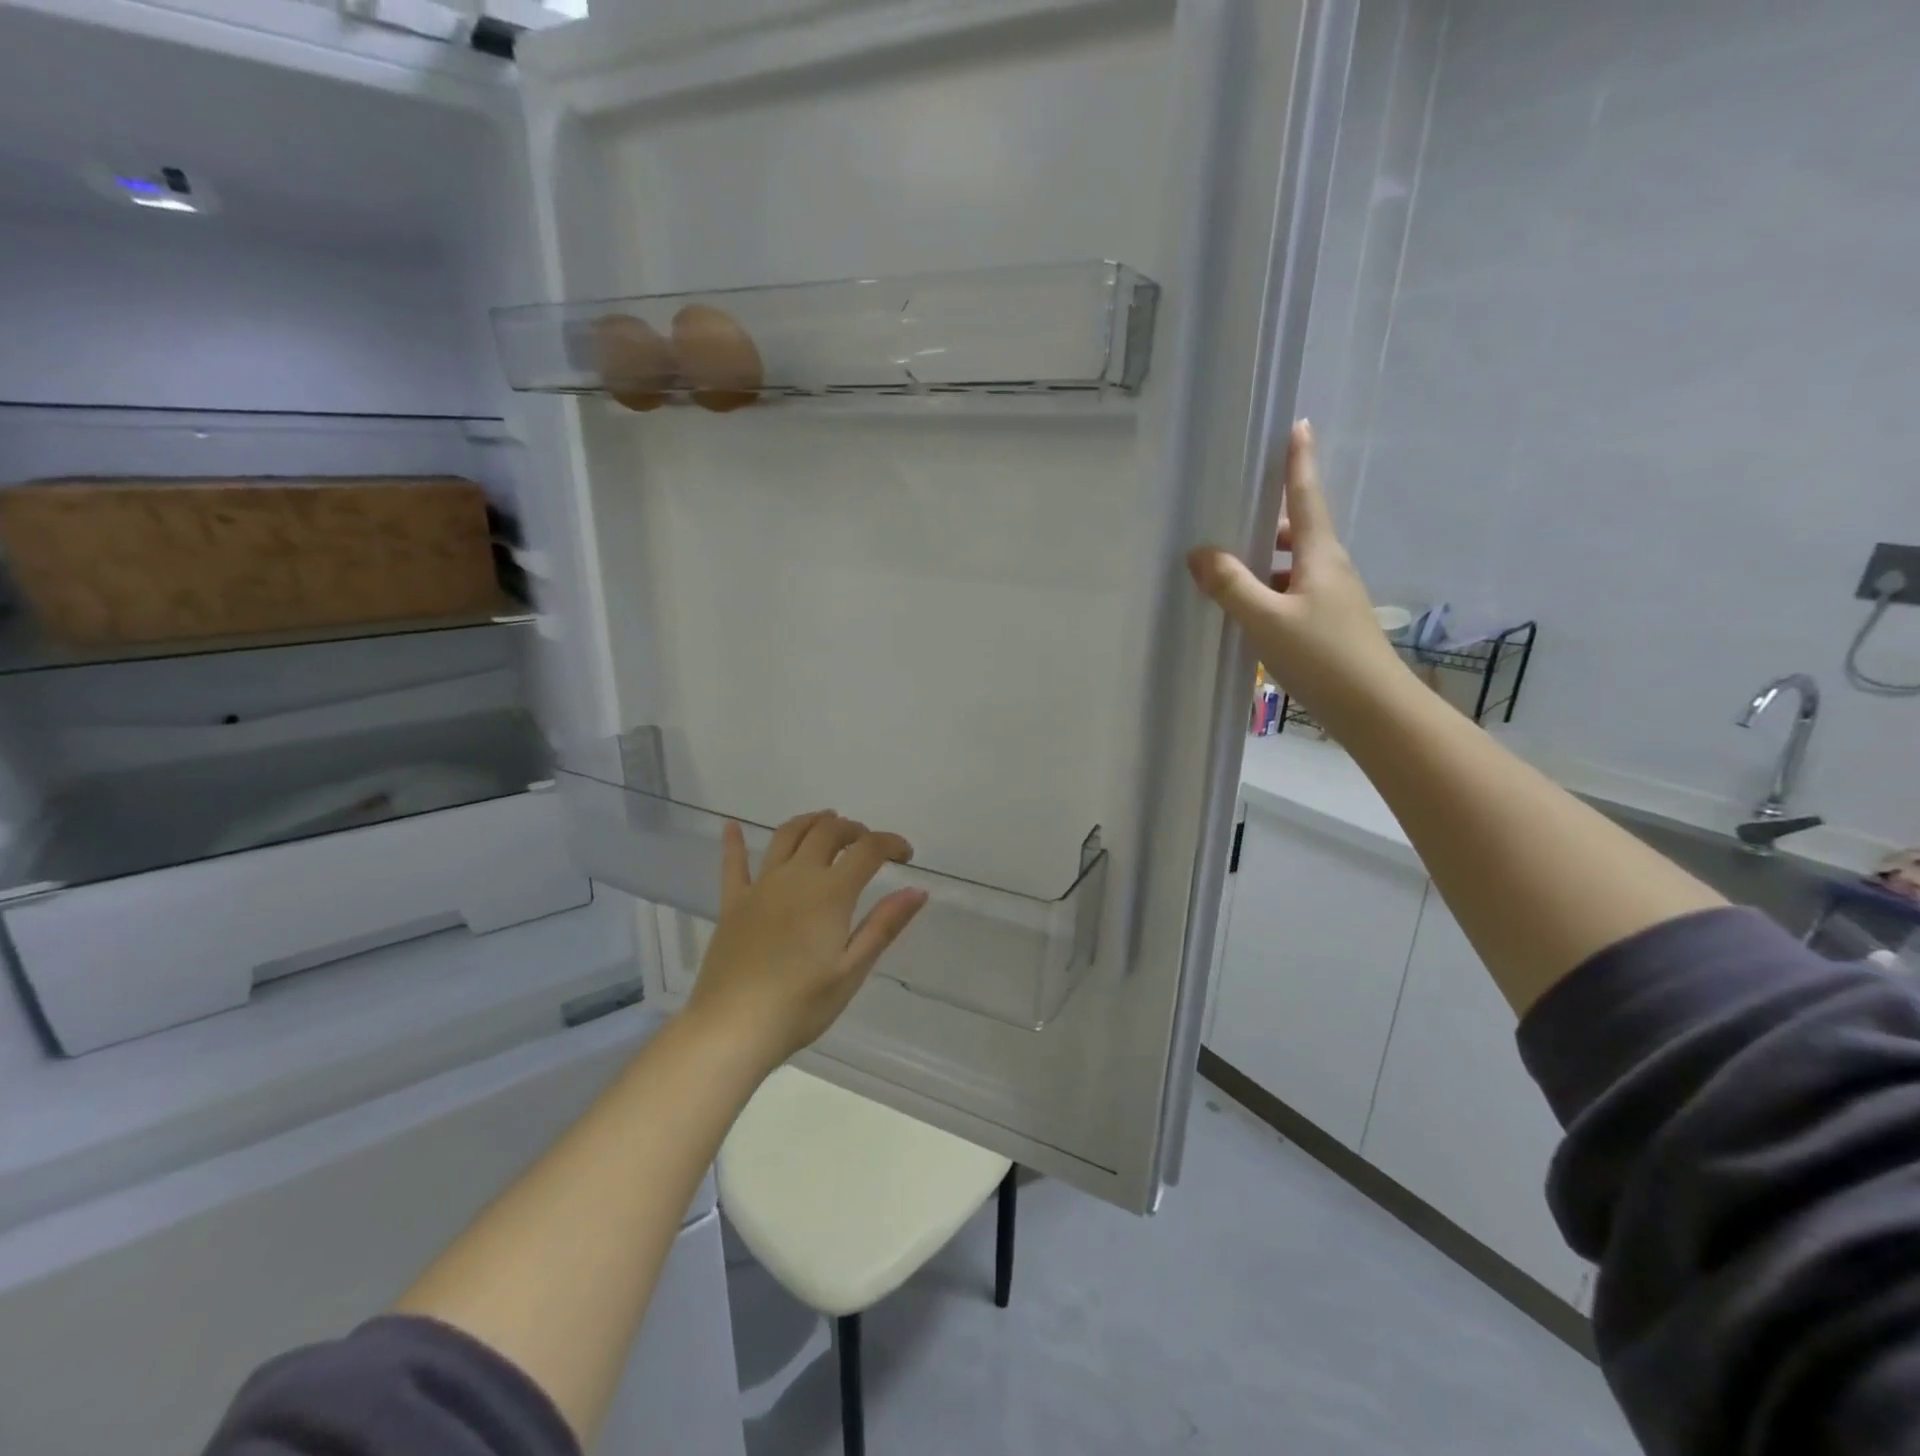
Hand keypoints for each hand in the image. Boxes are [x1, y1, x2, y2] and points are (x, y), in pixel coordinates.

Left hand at [683, 812, 928, 1066]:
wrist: (732, 1027)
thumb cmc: (800, 1005)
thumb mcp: (852, 970)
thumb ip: (884, 925)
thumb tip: (918, 890)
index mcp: (830, 893)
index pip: (867, 850)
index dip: (890, 843)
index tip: (906, 855)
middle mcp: (796, 877)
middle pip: (826, 833)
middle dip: (852, 829)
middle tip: (867, 842)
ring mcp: (760, 886)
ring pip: (786, 836)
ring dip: (809, 822)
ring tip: (824, 820)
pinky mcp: (733, 903)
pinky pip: (733, 864)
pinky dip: (734, 842)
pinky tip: (731, 825)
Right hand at [1187, 419, 1408, 732]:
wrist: (1374, 710)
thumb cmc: (1323, 656)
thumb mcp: (1267, 619)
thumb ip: (1231, 586)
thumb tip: (1200, 553)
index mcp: (1320, 555)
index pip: (1306, 497)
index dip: (1299, 461)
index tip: (1297, 425)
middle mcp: (1329, 569)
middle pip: (1296, 531)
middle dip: (1267, 519)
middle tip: (1231, 514)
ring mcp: (1332, 599)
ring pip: (1292, 567)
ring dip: (1263, 562)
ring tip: (1224, 571)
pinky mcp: (1328, 626)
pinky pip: (1291, 595)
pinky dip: (1268, 593)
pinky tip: (1245, 613)